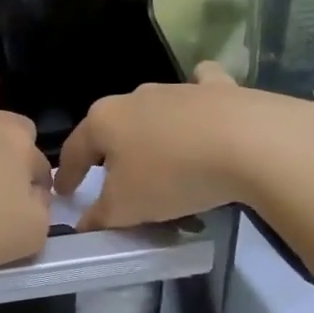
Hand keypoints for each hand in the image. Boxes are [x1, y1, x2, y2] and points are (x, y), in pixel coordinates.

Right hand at [54, 63, 313, 230]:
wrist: (248, 142)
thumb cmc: (172, 175)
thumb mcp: (127, 208)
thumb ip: (100, 217)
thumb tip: (84, 224)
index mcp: (104, 121)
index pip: (75, 149)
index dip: (68, 175)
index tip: (65, 193)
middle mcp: (134, 97)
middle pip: (113, 127)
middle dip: (109, 151)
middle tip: (113, 178)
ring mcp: (176, 88)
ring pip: (152, 111)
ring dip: (150, 133)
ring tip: (161, 161)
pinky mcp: (217, 89)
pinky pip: (199, 90)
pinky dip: (197, 101)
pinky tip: (203, 113)